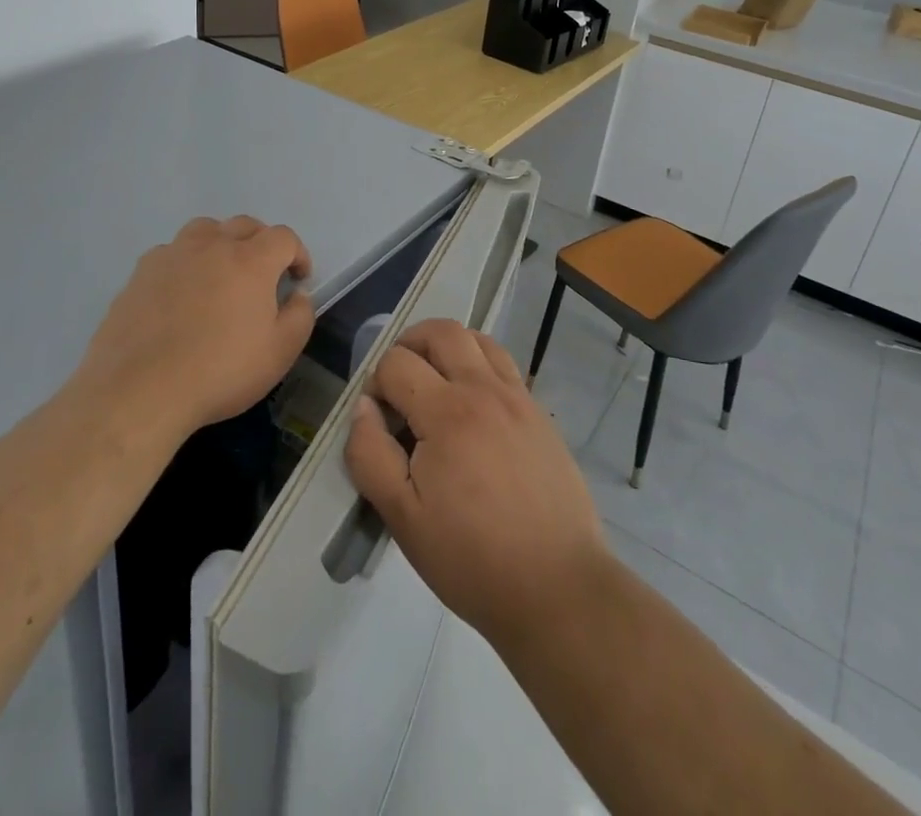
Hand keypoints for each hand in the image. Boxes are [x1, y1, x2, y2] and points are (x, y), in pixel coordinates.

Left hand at [81, 216, 313, 444]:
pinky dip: (185, 263)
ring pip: (205, 230)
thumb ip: (299, 316)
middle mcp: (212, 245)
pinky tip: (180, 293)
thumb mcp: (279, 354)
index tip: (298, 279)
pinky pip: (171, 252)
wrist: (140, 389)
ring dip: (221, 243)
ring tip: (220, 273)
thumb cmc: (220, 372)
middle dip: (262, 243)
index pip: (283, 237)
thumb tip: (297, 295)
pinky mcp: (141, 272)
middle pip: (244, 225)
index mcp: (251, 260)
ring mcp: (172, 254)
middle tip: (263, 275)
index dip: (297, 253)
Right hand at [345, 319, 608, 649]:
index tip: (378, 420)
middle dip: (410, 343)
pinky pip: (505, 365)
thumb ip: (370, 455)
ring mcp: (518, 398)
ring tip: (434, 383)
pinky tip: (472, 406)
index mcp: (447, 412)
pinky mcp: (540, 415)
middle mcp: (484, 390)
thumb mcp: (403, 518)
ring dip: (448, 347)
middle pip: (441, 331)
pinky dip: (479, 365)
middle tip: (398, 381)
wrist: (558, 588)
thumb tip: (363, 408)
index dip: (376, 382)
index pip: (397, 362)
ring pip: (478, 340)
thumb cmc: (472, 558)